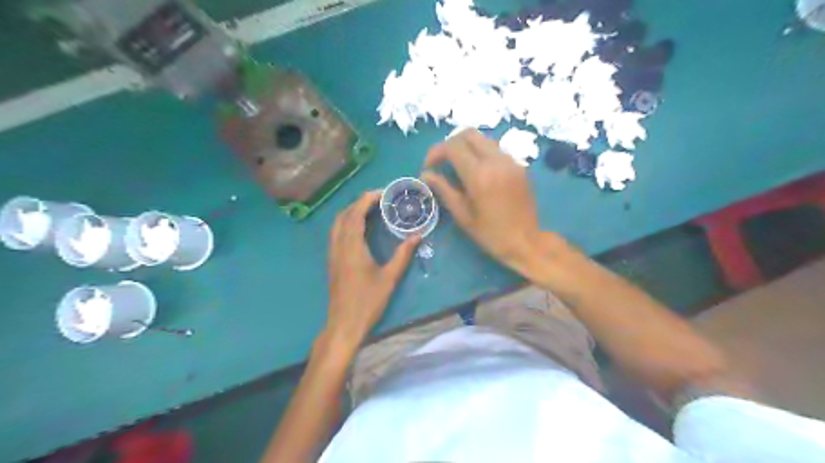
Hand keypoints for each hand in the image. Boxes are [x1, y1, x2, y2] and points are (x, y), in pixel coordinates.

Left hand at [326, 191, 420, 346]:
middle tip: (379, 200)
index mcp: (352, 246)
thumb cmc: (368, 302)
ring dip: (352, 212)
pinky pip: (336, 233)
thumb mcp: (389, 278)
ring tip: (371, 210)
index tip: (383, 193)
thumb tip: (417, 235)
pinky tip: (360, 230)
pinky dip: (347, 223)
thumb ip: (403, 254)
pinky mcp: (332, 261)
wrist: (344, 324)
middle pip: (344, 215)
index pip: (356, 213)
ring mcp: (332, 253)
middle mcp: (338, 245)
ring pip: (337, 223)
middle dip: (360, 202)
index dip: (367, 199)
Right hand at [421, 128, 545, 273]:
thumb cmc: (490, 234)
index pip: (453, 146)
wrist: (526, 241)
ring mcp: (510, 161)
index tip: (429, 166)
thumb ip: (444, 189)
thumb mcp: (462, 215)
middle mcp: (496, 161)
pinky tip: (477, 171)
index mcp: (479, 175)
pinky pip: (496, 150)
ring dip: (467, 147)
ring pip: (484, 139)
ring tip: (457, 166)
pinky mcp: (519, 166)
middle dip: (450, 144)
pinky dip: (481, 153)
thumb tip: (426, 174)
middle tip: (442, 162)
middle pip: (469, 134)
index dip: (436, 152)